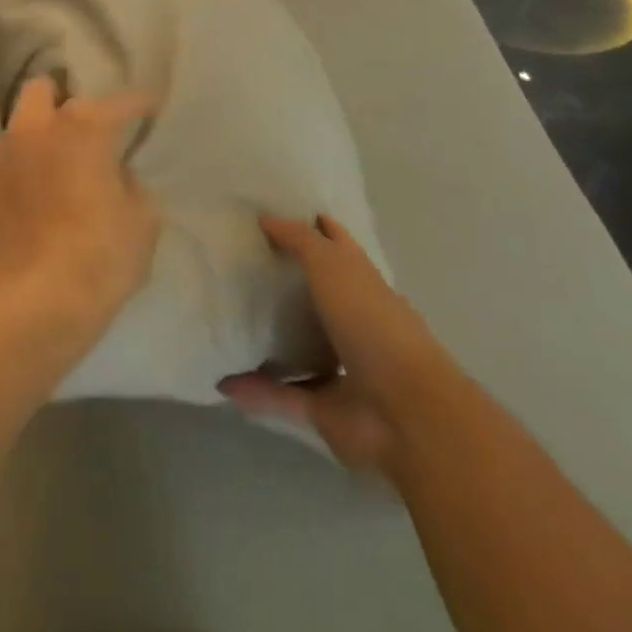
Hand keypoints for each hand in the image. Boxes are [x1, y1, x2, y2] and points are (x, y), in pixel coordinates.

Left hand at [0, 78, 157, 346]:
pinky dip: (17, 172)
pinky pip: (1, 164)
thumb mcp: (141, 225)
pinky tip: (28, 200)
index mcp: (82, 127)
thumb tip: (116, 178)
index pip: (119, 101)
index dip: (138, 103)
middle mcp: (35, 128)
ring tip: (52, 169)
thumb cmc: (97, 259)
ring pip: (17, 127)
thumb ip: (131, 188)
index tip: (148, 107)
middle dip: (62, 101)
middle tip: (81, 131)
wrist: (26, 306)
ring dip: (35, 138)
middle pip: (43, 89)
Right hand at [218, 213, 434, 475]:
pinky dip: (256, 391)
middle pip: (319, 298)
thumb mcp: (332, 264)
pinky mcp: (326, 408)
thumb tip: (265, 218)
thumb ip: (299, 240)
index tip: (279, 218)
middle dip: (290, 286)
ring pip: (302, 348)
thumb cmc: (372, 323)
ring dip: (272, 341)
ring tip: (231, 322)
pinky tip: (225, 381)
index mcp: (365, 285)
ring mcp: (344, 368)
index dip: (317, 230)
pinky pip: (283, 395)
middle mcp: (356, 323)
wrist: (406, 413)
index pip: (339, 248)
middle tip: (245, 268)